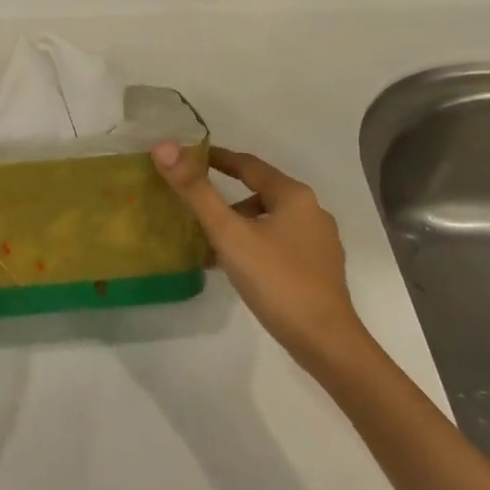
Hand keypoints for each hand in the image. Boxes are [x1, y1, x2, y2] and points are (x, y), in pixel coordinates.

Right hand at [152, 144, 363, 360]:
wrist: (324, 341)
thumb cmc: (276, 280)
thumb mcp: (229, 234)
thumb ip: (197, 192)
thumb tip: (164, 147)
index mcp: (294, 195)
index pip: (249, 165)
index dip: (218, 158)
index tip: (190, 158)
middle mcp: (311, 212)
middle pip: (260, 193)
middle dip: (226, 198)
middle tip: (193, 204)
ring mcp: (318, 242)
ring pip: (269, 221)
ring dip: (238, 225)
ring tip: (208, 242)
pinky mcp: (318, 269)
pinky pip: (278, 243)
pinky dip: (253, 244)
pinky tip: (235, 266)